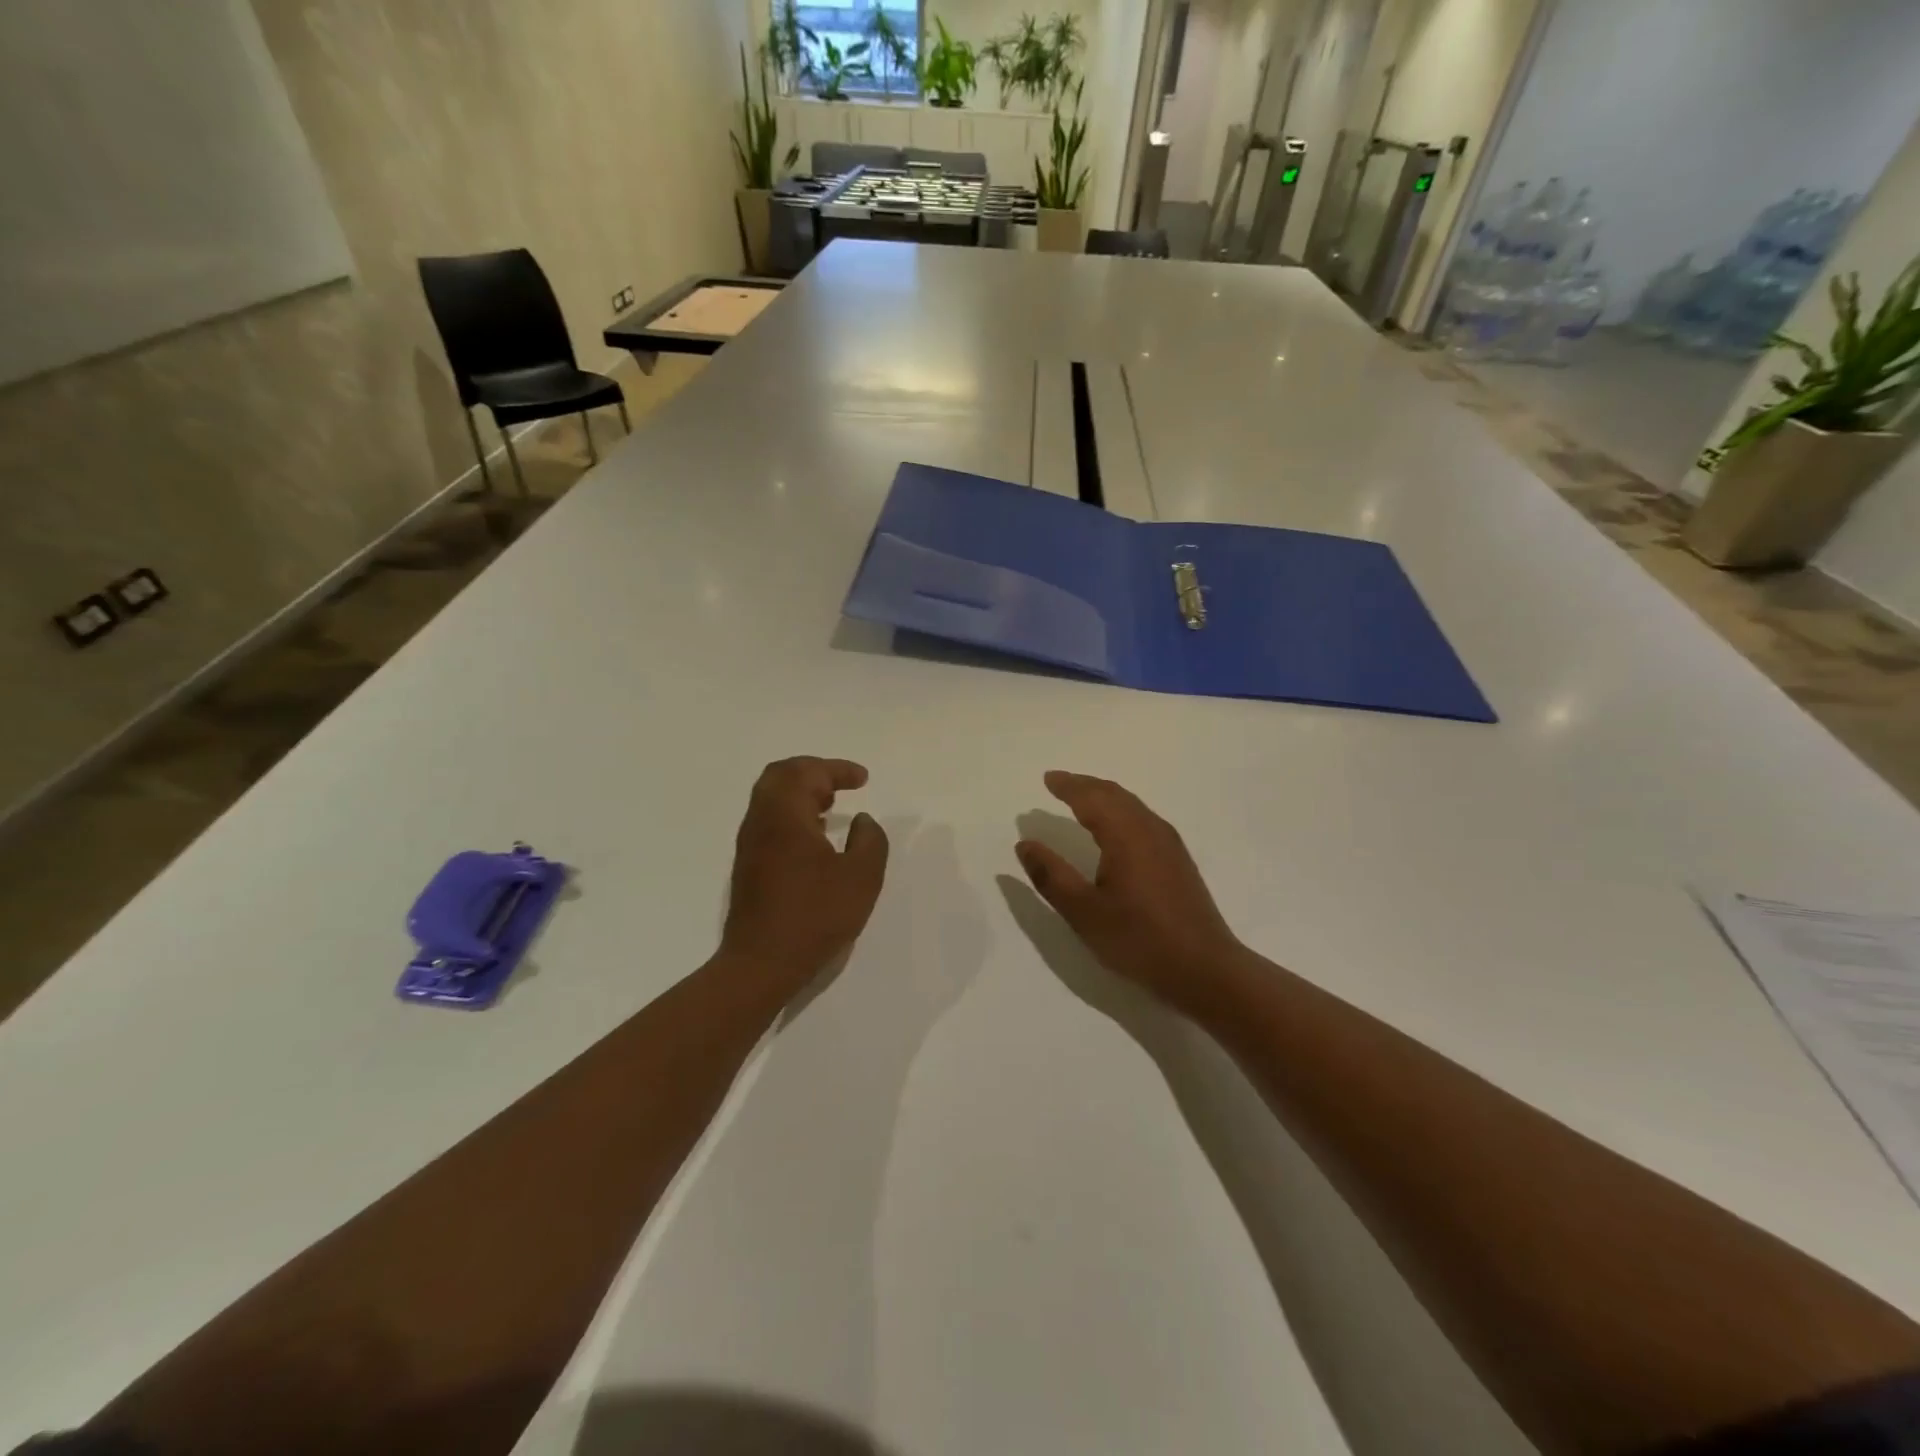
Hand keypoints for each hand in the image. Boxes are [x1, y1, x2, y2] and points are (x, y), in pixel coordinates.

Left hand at [721, 757, 889, 992]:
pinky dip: (792, 813)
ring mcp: (750, 844)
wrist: (762, 964)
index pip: (807, 772)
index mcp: (786, 816)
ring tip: (831, 806)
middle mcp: (761, 821)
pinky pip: (768, 820)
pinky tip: (815, 837)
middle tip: (841, 784)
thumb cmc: (815, 916)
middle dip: (813, 772)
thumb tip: (862, 821)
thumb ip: (870, 841)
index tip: (863, 779)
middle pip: (780, 775)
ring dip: (801, 792)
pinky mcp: (748, 865)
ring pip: (770, 798)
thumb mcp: (861, 878)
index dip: (837, 769)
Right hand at [1016, 771, 1245, 1015]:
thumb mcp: (1083, 912)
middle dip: (1085, 785)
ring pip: (1132, 805)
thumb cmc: (1139, 939)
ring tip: (1082, 799)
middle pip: (1114, 794)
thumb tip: (1025, 844)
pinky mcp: (1178, 860)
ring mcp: (1169, 843)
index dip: (1067, 786)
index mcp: (1125, 835)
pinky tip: (1116, 828)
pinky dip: (1121, 810)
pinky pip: (1143, 818)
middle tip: (1060, 782)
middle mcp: (1149, 829)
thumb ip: (1051, 876)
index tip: (1047, 778)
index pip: (1091, 798)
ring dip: (1104, 796)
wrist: (1204, 969)